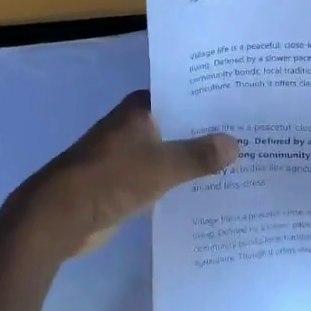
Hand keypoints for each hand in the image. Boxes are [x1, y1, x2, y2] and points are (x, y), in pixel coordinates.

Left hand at [7, 90, 238, 259]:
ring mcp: (128, 155)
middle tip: (250, 135)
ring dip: (195, 159)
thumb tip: (236, 144)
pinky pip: (161, 177)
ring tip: (238, 163)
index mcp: (140, 109)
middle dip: (208, 132)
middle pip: (179, 124)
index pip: (182, 94)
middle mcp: (134, 125)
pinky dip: (180, 182)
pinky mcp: (125, 183)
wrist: (59, 217)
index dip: (210, 99)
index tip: (242, 104)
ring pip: (171, 152)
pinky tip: (209, 190)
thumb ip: (199, 156)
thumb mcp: (162, 166)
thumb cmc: (111, 179)